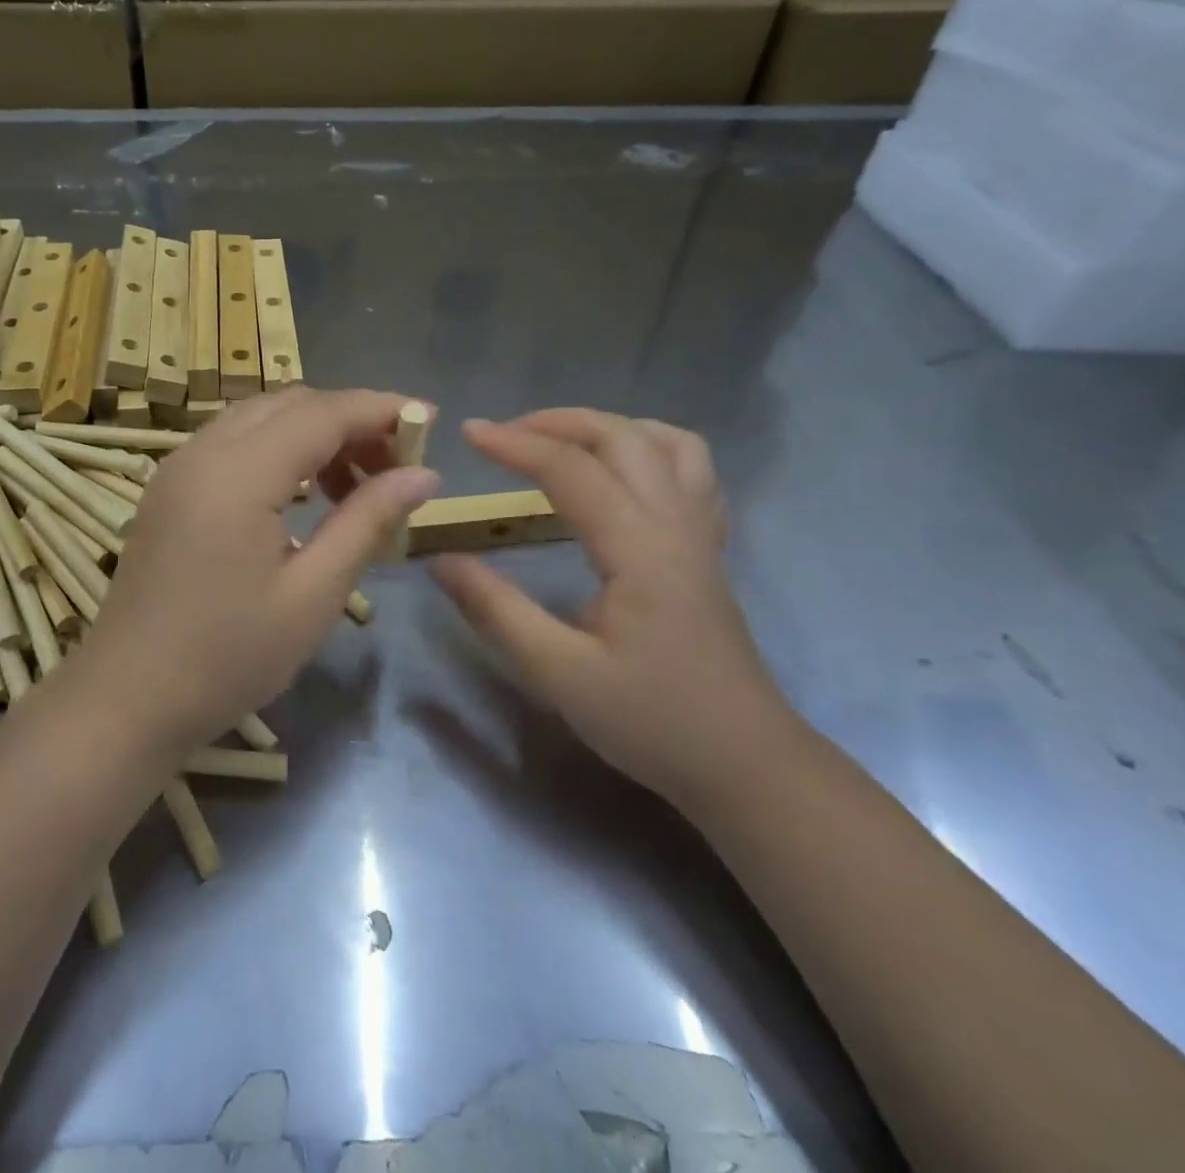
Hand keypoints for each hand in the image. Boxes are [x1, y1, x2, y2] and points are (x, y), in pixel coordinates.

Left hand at [86, 388, 439, 752]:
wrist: (128, 699)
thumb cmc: (228, 657)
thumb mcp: (313, 594)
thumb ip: (367, 521)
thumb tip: (423, 474)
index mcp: (239, 473)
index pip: (323, 412)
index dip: (381, 409)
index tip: (429, 422)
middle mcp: (203, 451)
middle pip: (290, 404)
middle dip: (349, 420)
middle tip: (394, 467)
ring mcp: (178, 467)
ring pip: (259, 418)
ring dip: (313, 434)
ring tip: (353, 488)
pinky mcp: (168, 489)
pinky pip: (232, 443)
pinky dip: (277, 450)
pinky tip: (300, 497)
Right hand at [431, 411, 798, 811]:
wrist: (744, 764)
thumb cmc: (651, 721)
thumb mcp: (558, 673)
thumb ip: (495, 610)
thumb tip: (440, 559)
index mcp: (638, 549)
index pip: (572, 470)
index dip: (515, 445)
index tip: (468, 433)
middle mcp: (675, 525)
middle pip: (623, 438)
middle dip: (558, 422)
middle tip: (504, 434)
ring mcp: (700, 534)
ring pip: (668, 443)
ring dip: (608, 427)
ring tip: (560, 441)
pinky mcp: (708, 550)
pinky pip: (691, 471)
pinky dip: (649, 449)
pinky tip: (620, 472)